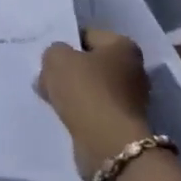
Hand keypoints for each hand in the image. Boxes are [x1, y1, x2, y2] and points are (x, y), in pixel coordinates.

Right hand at [36, 30, 152, 180]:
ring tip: (51, 98)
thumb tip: (56, 63)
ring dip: (73, 93)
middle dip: (69, 70)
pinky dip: (80, 112)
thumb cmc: (85, 91)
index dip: (64, 43)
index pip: (87, 35)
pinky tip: (63, 115)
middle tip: (46, 77)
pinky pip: (94, 109)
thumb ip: (53, 52)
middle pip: (91, 63)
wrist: (107, 144)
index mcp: (123, 46)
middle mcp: (133, 70)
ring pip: (91, 88)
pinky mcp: (123, 124)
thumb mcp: (56, 58)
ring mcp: (131, 99)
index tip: (47, 57)